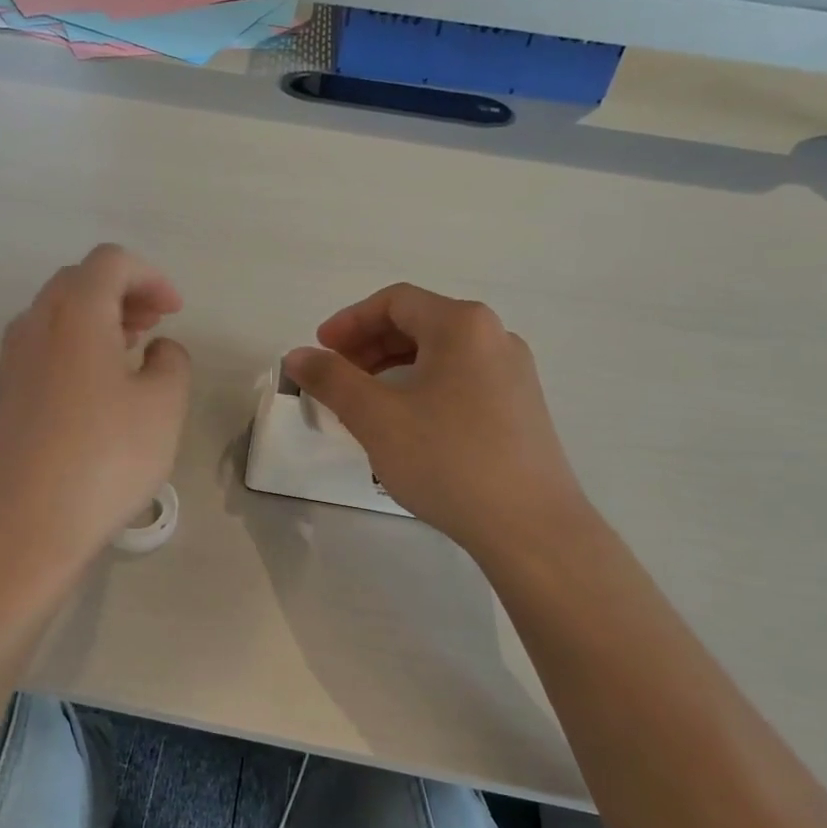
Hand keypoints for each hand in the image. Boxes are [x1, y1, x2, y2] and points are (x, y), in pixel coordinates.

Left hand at [0, 245, 190, 567]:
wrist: (27, 525)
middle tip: (154, 324)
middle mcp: (34, 325)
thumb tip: (157, 350)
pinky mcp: (3, 396)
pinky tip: (96, 389)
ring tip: (130, 352)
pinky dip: (73, 347)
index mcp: (75, 314)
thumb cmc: (106, 458)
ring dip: (96, 319)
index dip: (150, 276)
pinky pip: (41, 348)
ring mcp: (11, 361)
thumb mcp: (164, 406)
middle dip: (122, 292)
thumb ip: (171, 362)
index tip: (175, 311)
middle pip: (77, 281)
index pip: (110, 262)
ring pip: (55, 315)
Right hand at [284, 284, 587, 556]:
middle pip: (419, 323)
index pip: (395, 301)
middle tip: (336, 378)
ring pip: (440, 354)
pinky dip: (422, 387)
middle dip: (369, 346)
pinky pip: (460, 379)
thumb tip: (297, 355)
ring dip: (393, 368)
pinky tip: (407, 424)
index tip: (320, 351)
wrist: (529, 525)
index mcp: (462, 325)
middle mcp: (495, 337)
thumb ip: (331, 379)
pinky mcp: (520, 407)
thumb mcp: (376, 418)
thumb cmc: (447, 460)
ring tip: (364, 403)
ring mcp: (513, 373)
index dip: (349, 322)